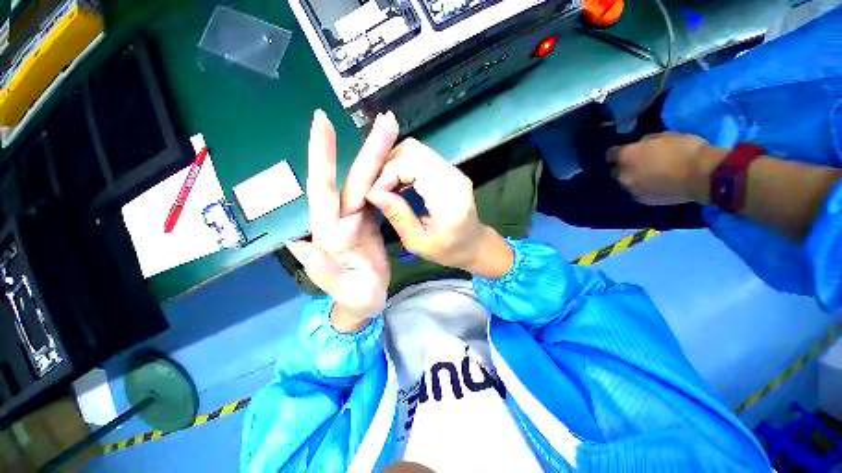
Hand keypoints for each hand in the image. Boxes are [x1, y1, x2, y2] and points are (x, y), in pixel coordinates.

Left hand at [287, 110, 398, 332]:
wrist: (365, 300)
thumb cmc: (356, 298)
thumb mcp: (344, 290)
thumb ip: (324, 271)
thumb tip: (301, 242)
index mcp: (330, 232)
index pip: (323, 189)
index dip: (322, 156)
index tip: (321, 120)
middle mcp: (341, 218)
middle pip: (354, 178)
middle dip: (369, 149)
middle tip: (387, 120)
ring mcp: (358, 217)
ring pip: (367, 181)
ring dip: (380, 156)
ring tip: (394, 132)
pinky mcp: (371, 220)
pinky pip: (377, 193)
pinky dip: (386, 175)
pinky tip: (395, 161)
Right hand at [366, 138, 512, 278]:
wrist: (475, 244)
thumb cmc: (449, 249)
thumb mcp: (418, 242)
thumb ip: (398, 216)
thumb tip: (373, 193)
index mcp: (448, 195)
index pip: (412, 164)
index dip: (387, 175)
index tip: (374, 195)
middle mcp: (452, 174)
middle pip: (412, 149)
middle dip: (387, 165)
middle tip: (377, 189)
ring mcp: (451, 169)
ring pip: (414, 149)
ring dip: (394, 164)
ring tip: (384, 187)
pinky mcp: (448, 170)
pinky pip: (420, 158)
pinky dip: (403, 167)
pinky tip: (396, 185)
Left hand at [608, 133, 723, 204]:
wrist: (702, 176)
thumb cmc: (685, 149)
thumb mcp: (664, 136)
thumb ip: (645, 143)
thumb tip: (641, 147)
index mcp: (626, 156)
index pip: (610, 155)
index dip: (617, 153)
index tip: (625, 153)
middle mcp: (623, 174)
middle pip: (615, 172)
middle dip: (624, 168)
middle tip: (639, 165)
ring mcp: (631, 189)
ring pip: (626, 183)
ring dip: (633, 180)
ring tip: (649, 177)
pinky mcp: (642, 200)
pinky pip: (637, 193)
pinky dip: (643, 189)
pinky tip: (656, 186)